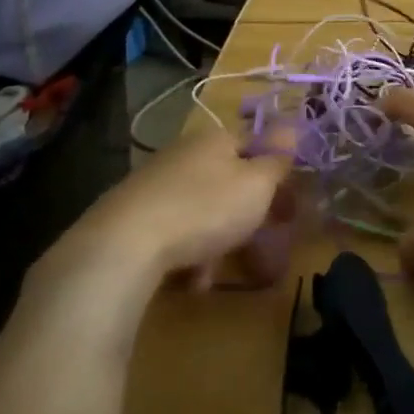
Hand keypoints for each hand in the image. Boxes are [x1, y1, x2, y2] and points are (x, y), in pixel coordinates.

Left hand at [31, 125, 295, 313]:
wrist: (124, 246)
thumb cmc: (205, 208)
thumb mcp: (256, 185)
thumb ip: (277, 161)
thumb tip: (290, 133)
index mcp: (215, 139)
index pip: (256, 146)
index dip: (277, 175)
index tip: (289, 208)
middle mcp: (184, 154)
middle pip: (228, 181)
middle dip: (247, 215)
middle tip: (261, 244)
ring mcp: (154, 184)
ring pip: (202, 211)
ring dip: (217, 241)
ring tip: (216, 272)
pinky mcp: (132, 216)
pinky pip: (174, 232)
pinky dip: (187, 254)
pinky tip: (189, 280)